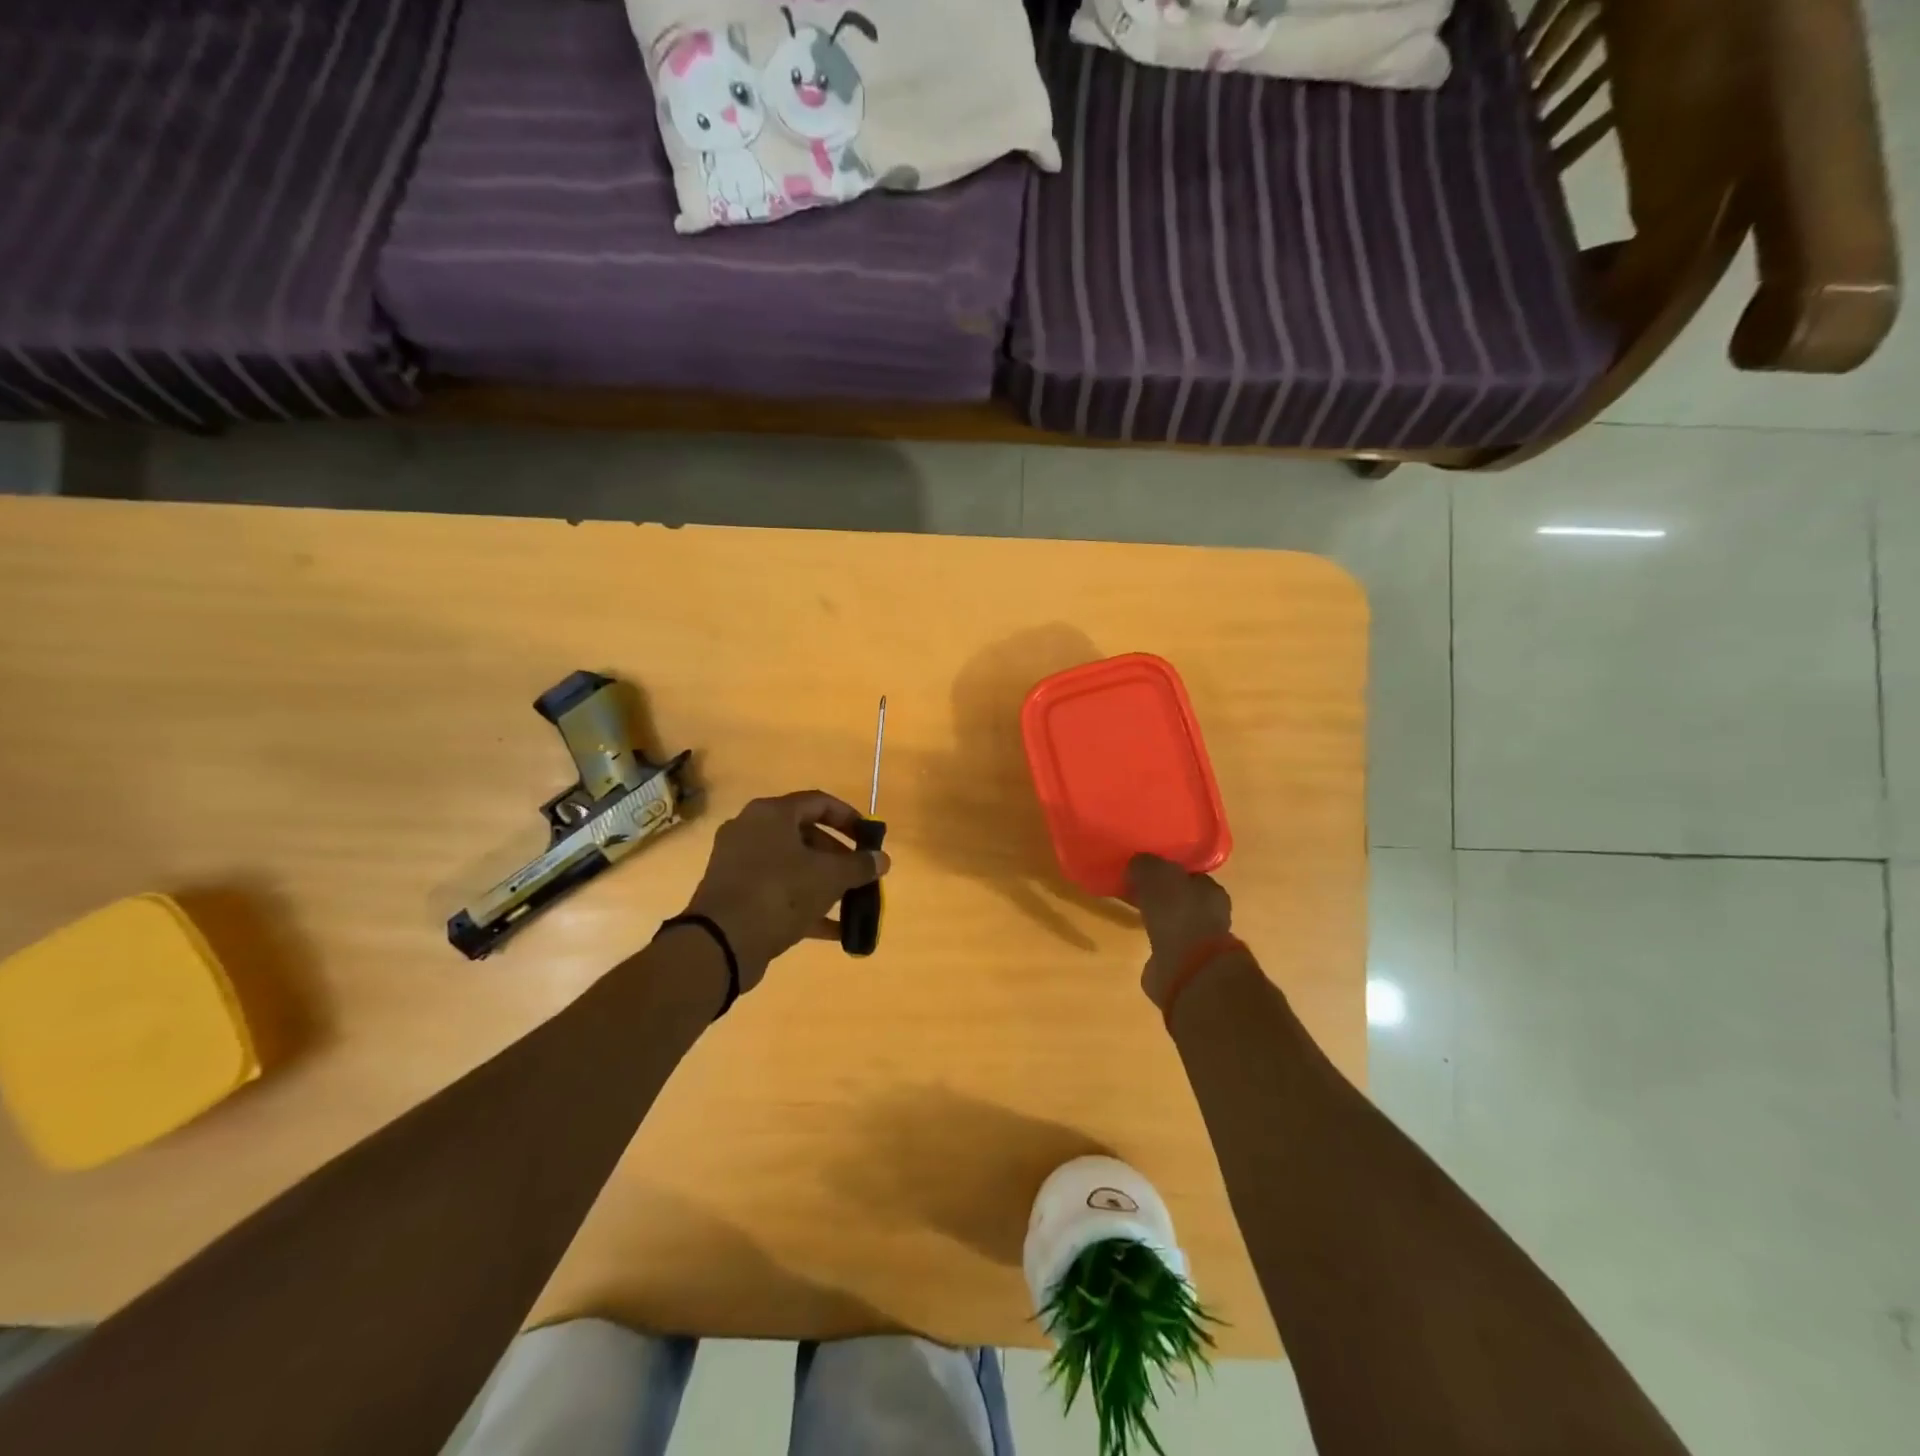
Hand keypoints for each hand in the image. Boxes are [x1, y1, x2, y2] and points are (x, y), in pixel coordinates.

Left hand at [683, 790, 889, 991]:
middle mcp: (751, 831)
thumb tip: (882, 859)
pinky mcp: (735, 895)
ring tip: (851, 901)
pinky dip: (805, 905)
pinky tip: (835, 930)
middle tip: (860, 873)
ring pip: (792, 866)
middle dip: (838, 856)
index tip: (869, 838)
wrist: (721, 943)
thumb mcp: (829, 877)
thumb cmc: (779, 893)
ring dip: (824, 882)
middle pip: (805, 835)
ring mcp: (739, 864)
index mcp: (771, 814)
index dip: (849, 818)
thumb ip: (859, 865)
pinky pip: (778, 892)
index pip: (819, 802)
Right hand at [1127, 854, 1232, 1011]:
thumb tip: (1137, 864)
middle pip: (1184, 899)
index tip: (1147, 872)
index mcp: (1212, 890)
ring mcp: (1201, 944)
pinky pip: (1168, 947)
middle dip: (1164, 897)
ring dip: (1161, 921)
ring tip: (1137, 916)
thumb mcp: (1156, 874)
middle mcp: (1212, 915)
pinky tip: (1141, 941)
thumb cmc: (1177, 913)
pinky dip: (1157, 944)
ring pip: (1177, 924)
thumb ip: (1145, 865)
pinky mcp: (1187, 967)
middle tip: (1138, 892)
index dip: (1169, 872)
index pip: (1190, 875)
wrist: (1187, 969)